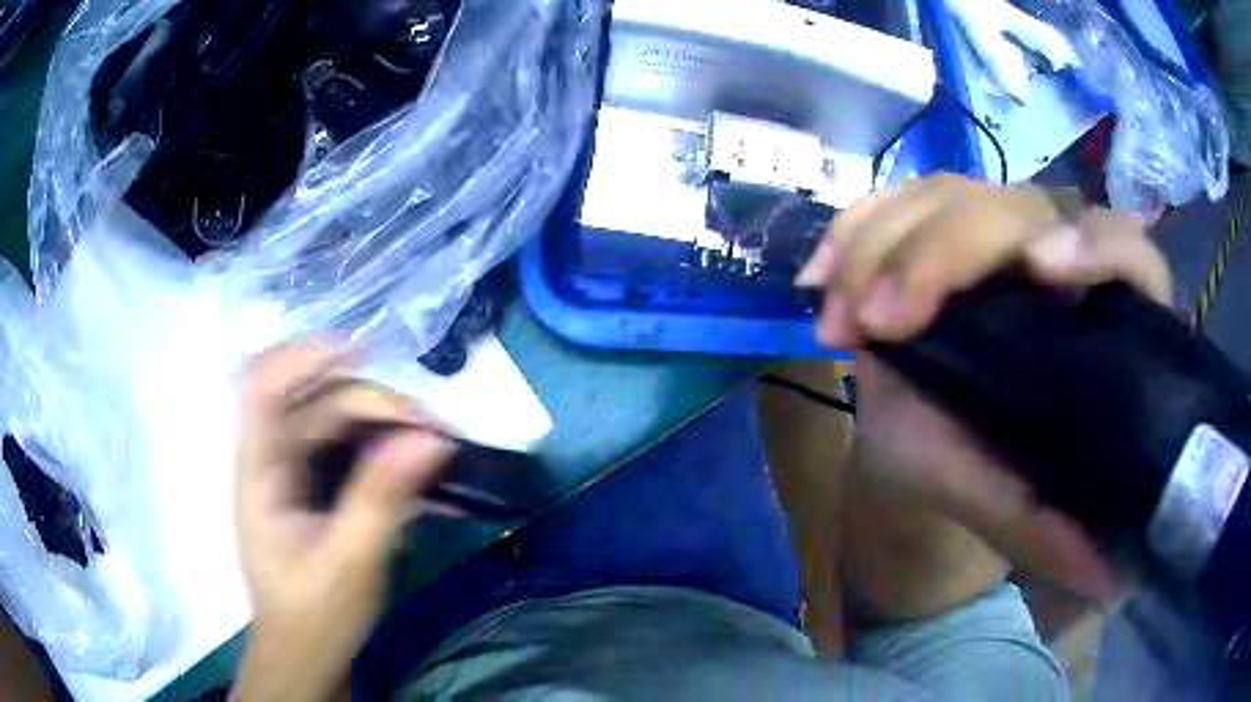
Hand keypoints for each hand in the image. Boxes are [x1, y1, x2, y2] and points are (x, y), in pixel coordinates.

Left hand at [233, 341, 451, 701]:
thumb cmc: (316, 615)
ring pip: (337, 423)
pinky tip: (423, 472)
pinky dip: (387, 452)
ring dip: (388, 425)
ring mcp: (294, 474)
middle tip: (435, 431)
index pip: (265, 385)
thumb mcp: (351, 562)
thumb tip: (431, 438)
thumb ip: (384, 498)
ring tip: (439, 447)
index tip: (367, 352)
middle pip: (316, 401)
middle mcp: (273, 460)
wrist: (307, 655)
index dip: (307, 356)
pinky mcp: (316, 491)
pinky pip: (351, 452)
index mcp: (260, 471)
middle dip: (376, 403)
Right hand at [797, 176, 1170, 600]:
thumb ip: (1054, 530)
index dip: (1097, 244)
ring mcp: (987, 236)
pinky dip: (851, 233)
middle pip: (1016, 206)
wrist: (937, 447)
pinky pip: (894, 205)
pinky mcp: (935, 230)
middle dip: (943, 250)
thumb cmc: (990, 473)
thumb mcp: (1019, 510)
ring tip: (840, 317)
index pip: (1125, 252)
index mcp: (1096, 316)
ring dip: (883, 242)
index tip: (1043, 271)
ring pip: (948, 193)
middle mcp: (1051, 257)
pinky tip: (819, 278)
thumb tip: (1113, 577)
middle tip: (880, 321)